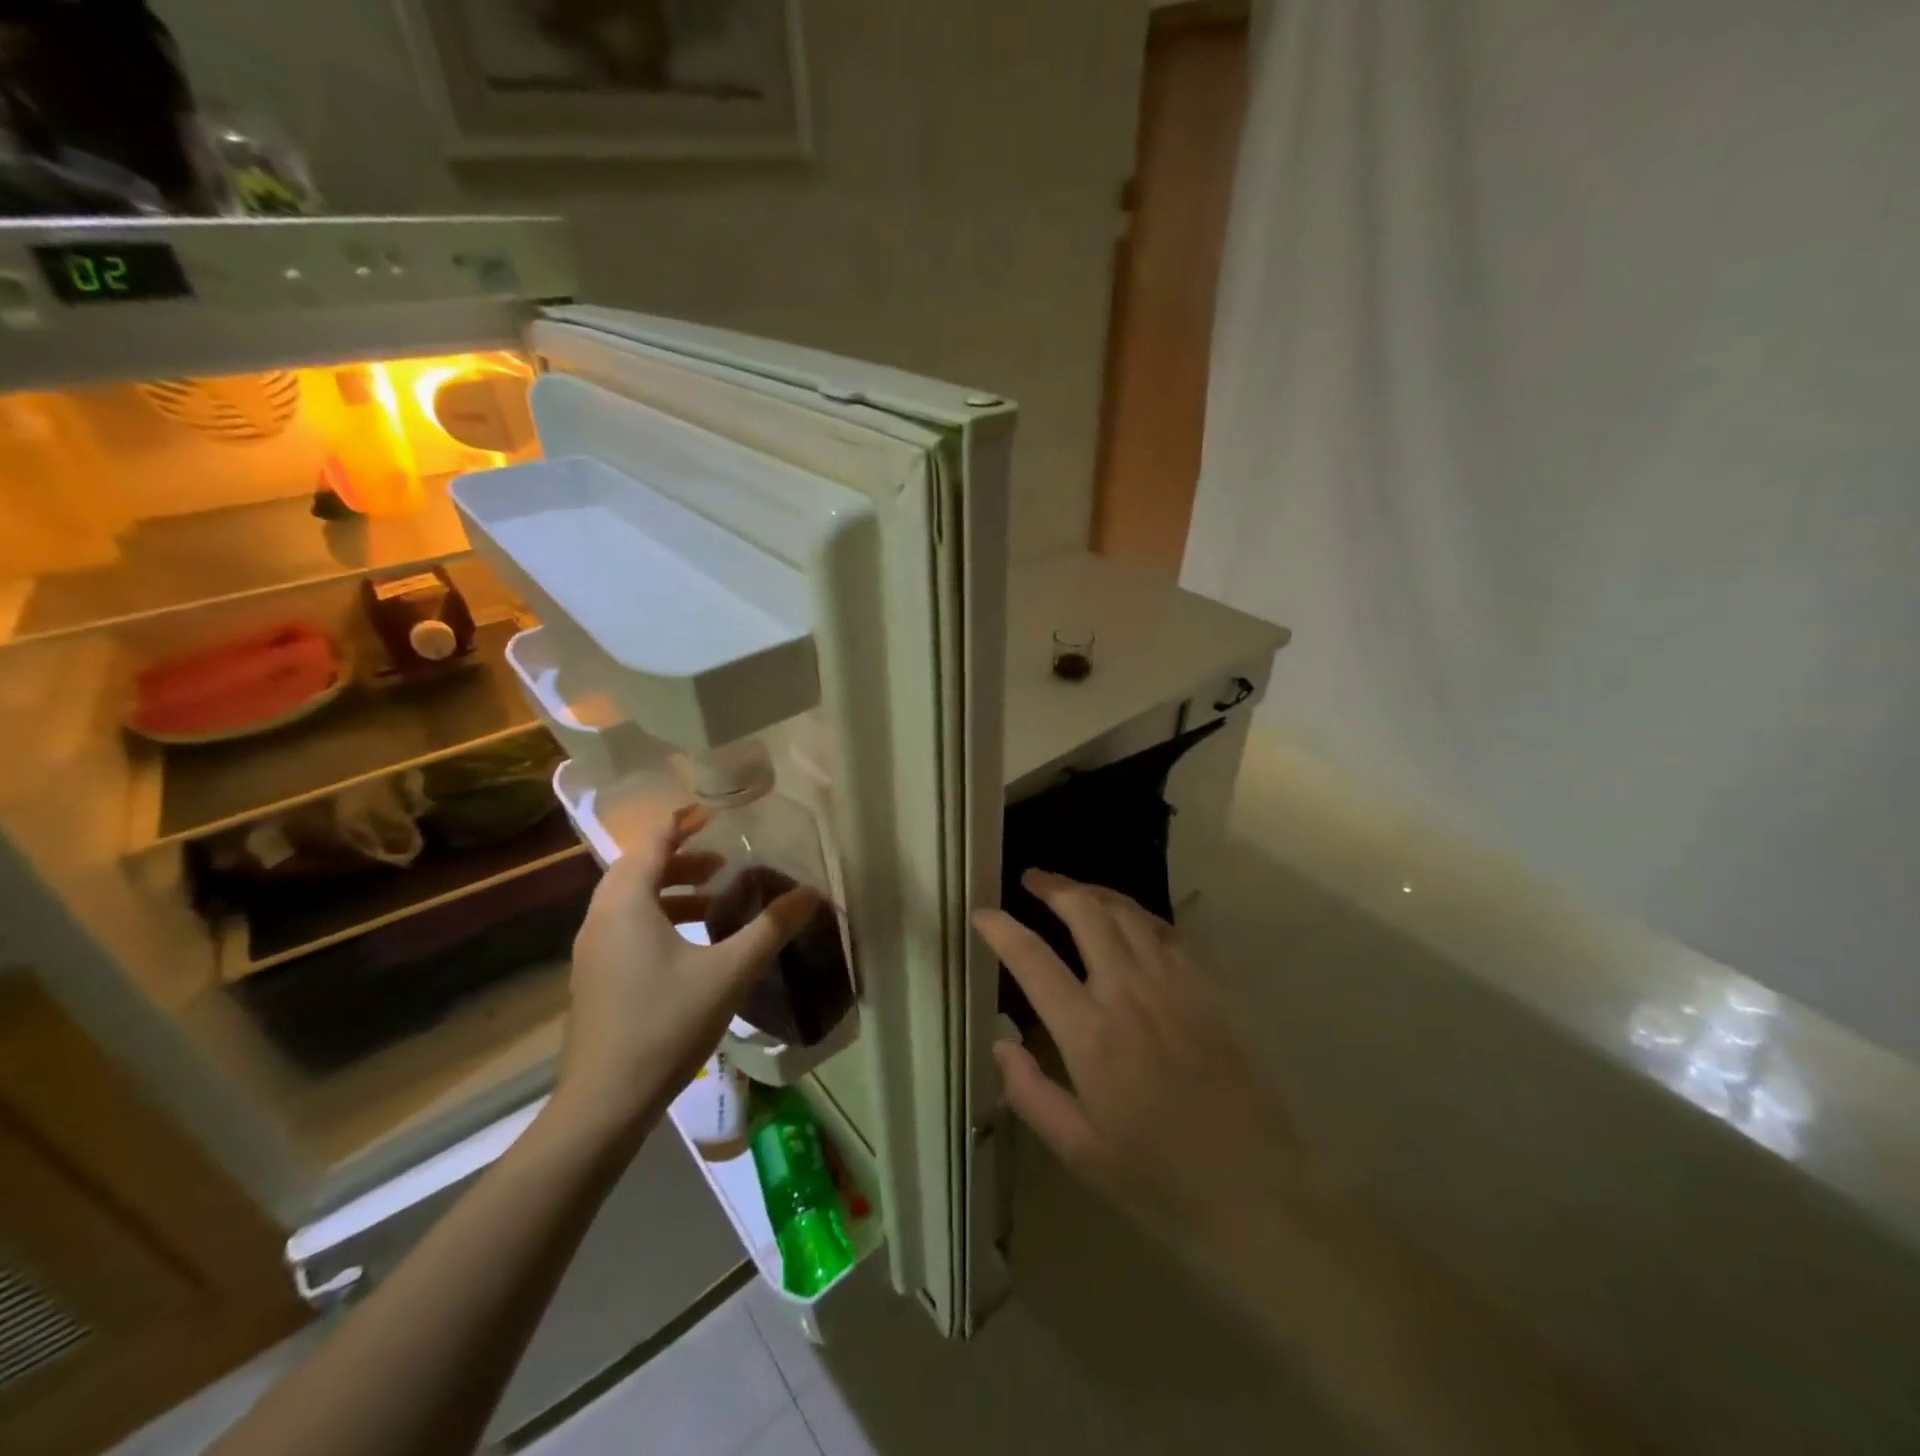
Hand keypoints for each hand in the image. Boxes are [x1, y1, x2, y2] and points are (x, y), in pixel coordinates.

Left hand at [555, 807, 816, 1141]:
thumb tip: (811, 894)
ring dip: (672, 890)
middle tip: (723, 860)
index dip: (682, 822)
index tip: (715, 813)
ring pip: (632, 901)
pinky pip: (627, 926)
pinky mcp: (595, 978)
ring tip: (714, 899)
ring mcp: (593, 950)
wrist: (604, 1103)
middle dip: (682, 858)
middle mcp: (601, 918)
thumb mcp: (728, 972)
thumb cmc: (665, 1024)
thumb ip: (770, 928)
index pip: (652, 842)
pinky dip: (659, 917)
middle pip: (639, 869)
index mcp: (626, 903)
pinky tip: (691, 945)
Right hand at [975, 870, 1306, 1253]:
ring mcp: (1174, 982)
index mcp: (1089, 1034)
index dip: (1002, 929)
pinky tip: (1128, 919)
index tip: (982, 912)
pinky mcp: (1209, 986)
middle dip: (1052, 887)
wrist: (1259, 1190)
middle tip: (1032, 879)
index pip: (1033, 960)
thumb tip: (1000, 1044)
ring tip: (1072, 889)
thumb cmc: (1160, 1178)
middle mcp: (1129, 992)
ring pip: (1127, 911)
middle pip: (1085, 912)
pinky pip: (1166, 930)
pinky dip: (1137, 913)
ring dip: (1093, 891)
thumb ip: (1029, 1093)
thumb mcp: (1079, 1151)